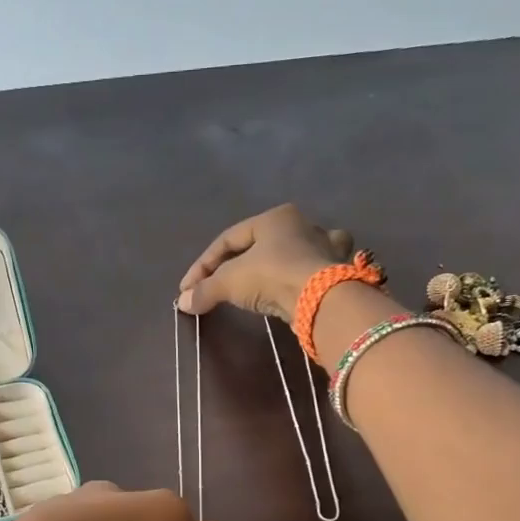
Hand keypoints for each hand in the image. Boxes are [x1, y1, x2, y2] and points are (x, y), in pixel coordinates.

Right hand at [177, 204, 352, 323]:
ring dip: (275, 264)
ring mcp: (324, 246)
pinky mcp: (336, 271)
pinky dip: (301, 276)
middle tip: (217, 286)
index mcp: (274, 217)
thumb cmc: (271, 276)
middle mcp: (302, 224)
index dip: (203, 265)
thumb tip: (183, 303)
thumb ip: (205, 290)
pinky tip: (296, 285)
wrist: (321, 298)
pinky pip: (312, 269)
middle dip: (237, 264)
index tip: (188, 289)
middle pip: (260, 244)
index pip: (228, 239)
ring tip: (259, 281)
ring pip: (292, 251)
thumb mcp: (229, 282)